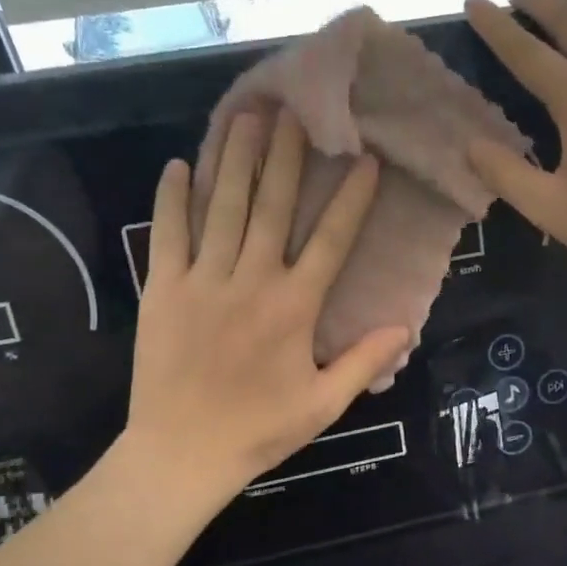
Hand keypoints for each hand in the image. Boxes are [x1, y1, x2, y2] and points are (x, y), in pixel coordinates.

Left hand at [125, 111, 410, 502]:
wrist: (181, 454)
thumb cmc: (258, 430)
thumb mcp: (323, 405)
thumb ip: (364, 361)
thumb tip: (405, 325)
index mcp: (294, 307)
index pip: (331, 239)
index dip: (350, 198)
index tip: (365, 160)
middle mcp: (251, 281)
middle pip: (272, 206)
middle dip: (287, 156)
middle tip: (295, 111)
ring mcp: (202, 281)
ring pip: (222, 208)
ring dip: (235, 160)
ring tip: (247, 118)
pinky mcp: (161, 290)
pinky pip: (167, 235)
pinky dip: (172, 199)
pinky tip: (177, 165)